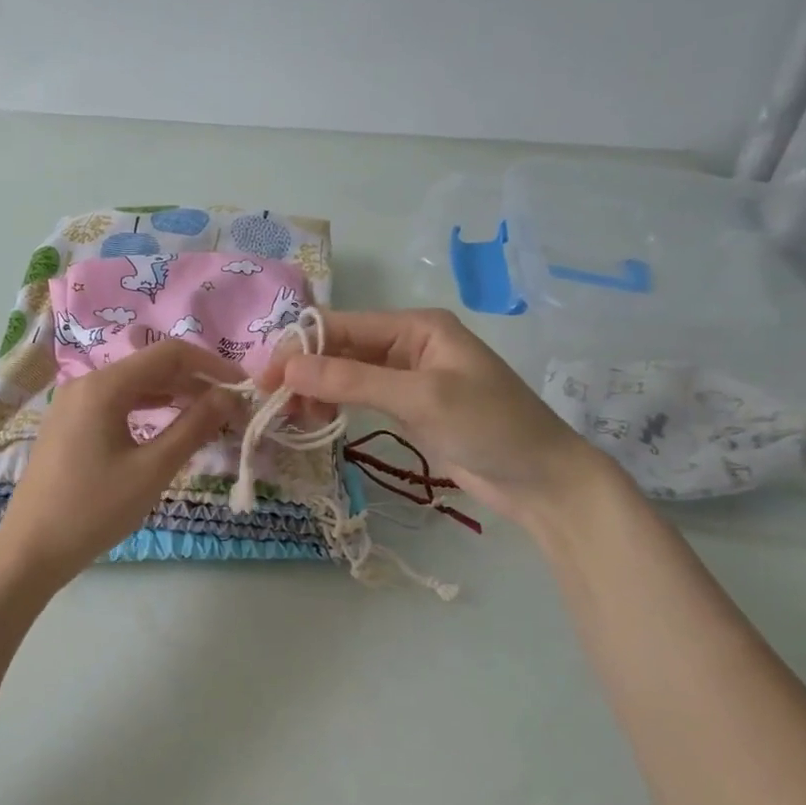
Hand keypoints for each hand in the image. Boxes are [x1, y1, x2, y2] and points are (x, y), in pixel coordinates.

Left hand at [0, 338, 236, 587]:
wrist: (31, 549)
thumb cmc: (95, 509)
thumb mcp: (153, 470)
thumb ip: (194, 427)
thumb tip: (229, 396)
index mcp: (104, 386)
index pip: (170, 355)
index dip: (212, 365)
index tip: (243, 386)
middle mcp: (85, 384)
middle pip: (151, 367)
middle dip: (195, 382)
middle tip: (231, 407)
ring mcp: (73, 404)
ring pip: (134, 386)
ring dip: (173, 396)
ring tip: (209, 416)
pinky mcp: (69, 425)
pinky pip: (117, 404)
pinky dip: (148, 410)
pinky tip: (169, 425)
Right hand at [260, 308, 609, 527]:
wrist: (542, 479)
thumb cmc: (489, 427)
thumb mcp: (420, 398)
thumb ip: (353, 381)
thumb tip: (287, 369)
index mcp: (416, 326)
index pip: (342, 326)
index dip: (300, 348)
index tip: (263, 380)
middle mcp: (408, 343)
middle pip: (340, 348)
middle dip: (305, 372)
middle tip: (273, 406)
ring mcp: (408, 377)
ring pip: (346, 374)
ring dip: (317, 391)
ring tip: (295, 419)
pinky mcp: (408, 407)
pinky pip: (360, 397)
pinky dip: (335, 406)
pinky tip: (318, 422)